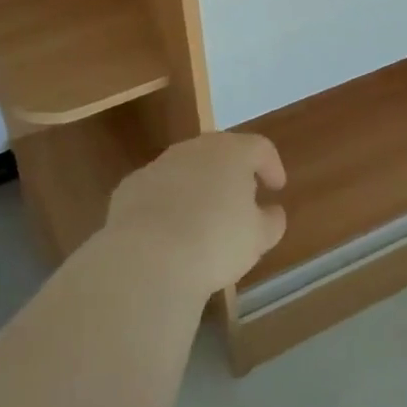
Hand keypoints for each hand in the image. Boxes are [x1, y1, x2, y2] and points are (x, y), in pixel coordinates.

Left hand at [104, 132, 287, 299]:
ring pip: (186, 169)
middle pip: (220, 152)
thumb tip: (272, 212)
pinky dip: (167, 203)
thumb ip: (271, 221)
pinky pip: (157, 190)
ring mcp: (158, 165)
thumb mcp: (257, 238)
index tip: (276, 187)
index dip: (271, 165)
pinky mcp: (130, 187)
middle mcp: (195, 149)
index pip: (260, 148)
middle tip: (241, 200)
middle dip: (232, 173)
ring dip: (198, 187)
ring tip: (203, 219)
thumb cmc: (215, 242)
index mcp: (232, 152)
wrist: (147, 258)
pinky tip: (168, 232)